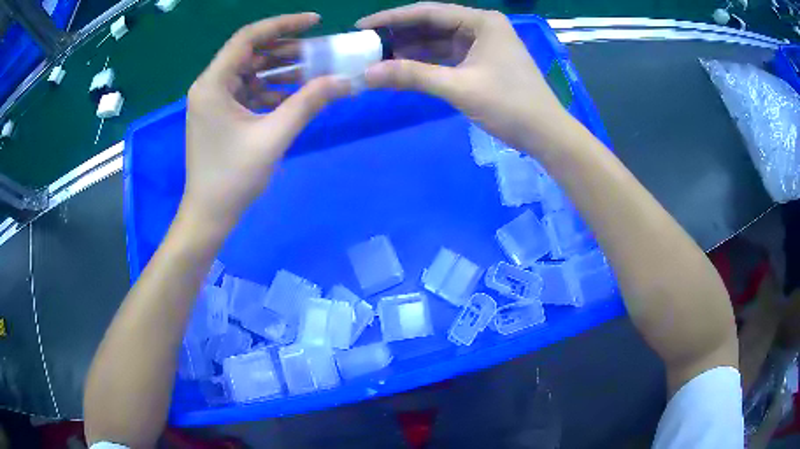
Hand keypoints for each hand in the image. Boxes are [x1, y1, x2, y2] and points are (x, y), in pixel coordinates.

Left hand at [184, 13, 349, 230]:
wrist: (208, 215)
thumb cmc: (232, 179)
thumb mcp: (273, 137)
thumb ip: (308, 103)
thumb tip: (346, 81)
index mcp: (213, 84)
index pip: (248, 38)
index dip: (283, 24)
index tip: (315, 21)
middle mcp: (209, 85)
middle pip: (250, 53)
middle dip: (285, 50)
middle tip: (319, 52)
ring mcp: (213, 101)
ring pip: (250, 72)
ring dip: (280, 71)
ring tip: (313, 73)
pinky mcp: (219, 115)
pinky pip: (248, 91)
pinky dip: (270, 91)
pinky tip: (294, 97)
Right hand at [357, 3, 576, 154]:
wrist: (545, 134)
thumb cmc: (510, 105)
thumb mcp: (459, 87)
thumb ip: (412, 76)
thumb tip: (367, 74)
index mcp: (481, 21)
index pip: (428, 12)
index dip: (392, 18)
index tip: (361, 26)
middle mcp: (481, 27)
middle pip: (431, 25)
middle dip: (399, 35)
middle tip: (365, 46)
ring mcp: (482, 45)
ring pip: (437, 42)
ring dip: (409, 51)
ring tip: (376, 59)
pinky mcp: (481, 63)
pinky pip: (446, 57)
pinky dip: (425, 64)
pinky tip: (402, 69)